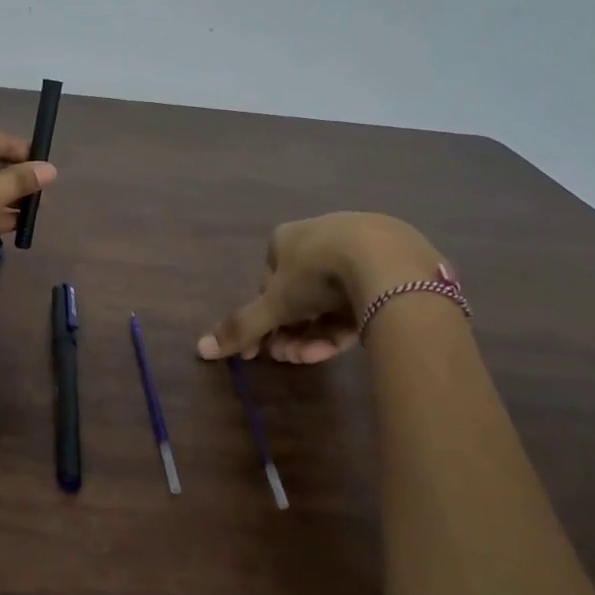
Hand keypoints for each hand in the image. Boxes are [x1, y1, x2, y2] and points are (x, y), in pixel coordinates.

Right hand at [197, 213, 443, 362]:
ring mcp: (361, 250)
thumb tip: (201, 349)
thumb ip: (241, 327)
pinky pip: (362, 300)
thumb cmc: (317, 274)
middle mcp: (322, 236)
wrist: (387, 263)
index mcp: (288, 237)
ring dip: (313, 333)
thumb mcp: (274, 304)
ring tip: (308, 358)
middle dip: (289, 330)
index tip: (264, 346)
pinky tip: (340, 347)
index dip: (264, 315)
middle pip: (300, 293)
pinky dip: (345, 325)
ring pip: (331, 300)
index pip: (269, 279)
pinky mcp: (393, 268)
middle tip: (286, 356)